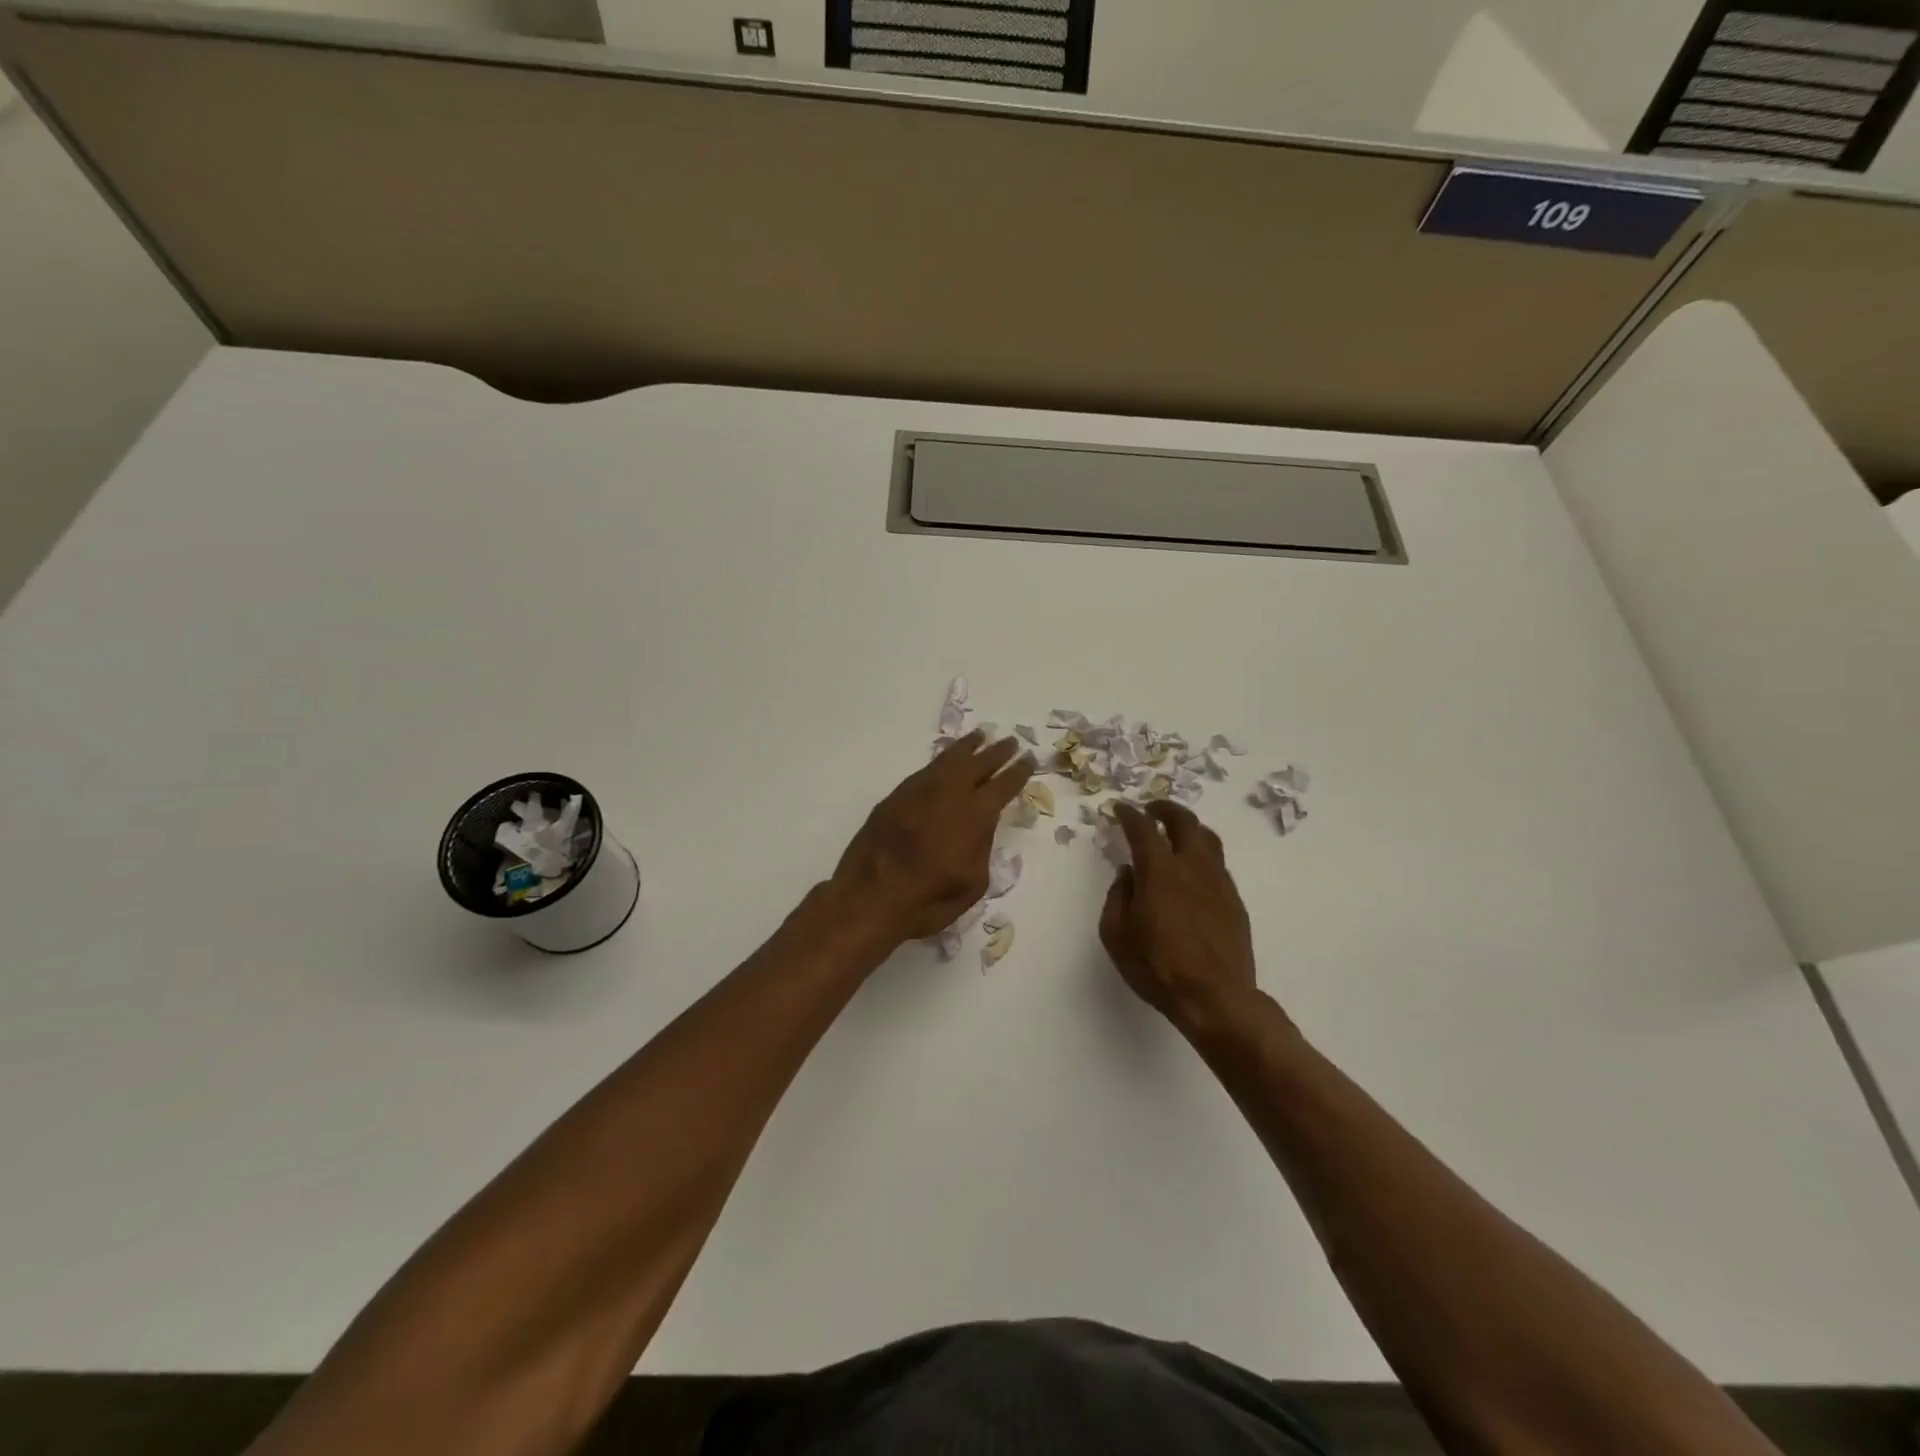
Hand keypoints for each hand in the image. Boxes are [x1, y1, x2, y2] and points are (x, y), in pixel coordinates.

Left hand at [832, 731, 1034, 945]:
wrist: (869, 898)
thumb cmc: (928, 900)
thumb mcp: (973, 882)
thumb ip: (982, 846)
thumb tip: (982, 826)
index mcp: (974, 815)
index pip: (1003, 785)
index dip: (1018, 772)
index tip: (1029, 759)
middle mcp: (949, 793)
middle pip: (979, 764)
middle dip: (997, 753)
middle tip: (1011, 742)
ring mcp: (919, 791)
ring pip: (949, 759)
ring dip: (968, 747)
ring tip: (980, 736)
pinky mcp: (896, 796)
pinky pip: (926, 769)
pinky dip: (942, 760)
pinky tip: (946, 760)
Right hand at [1100, 801, 1265, 1036]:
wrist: (1215, 998)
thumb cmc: (1157, 967)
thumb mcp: (1116, 935)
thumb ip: (1118, 897)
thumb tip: (1127, 874)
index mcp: (1160, 871)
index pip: (1143, 829)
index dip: (1129, 814)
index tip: (1119, 808)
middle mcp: (1192, 867)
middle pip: (1185, 822)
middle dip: (1166, 809)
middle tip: (1152, 809)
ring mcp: (1219, 882)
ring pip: (1208, 839)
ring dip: (1189, 828)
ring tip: (1176, 833)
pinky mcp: (1235, 901)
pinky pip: (1218, 865)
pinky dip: (1202, 855)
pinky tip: (1193, 871)